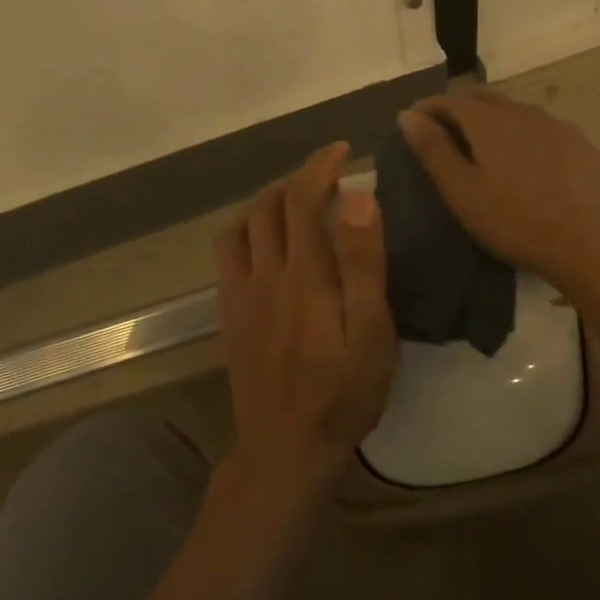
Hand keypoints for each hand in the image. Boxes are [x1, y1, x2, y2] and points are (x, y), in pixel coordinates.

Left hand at [215, 142, 397, 500]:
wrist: (287, 448)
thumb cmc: (343, 393)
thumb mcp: (371, 331)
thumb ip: (363, 262)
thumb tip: (358, 196)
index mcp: (304, 273)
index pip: (303, 197)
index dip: (319, 165)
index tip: (342, 151)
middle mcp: (265, 274)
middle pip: (268, 206)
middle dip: (296, 179)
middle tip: (327, 177)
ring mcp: (241, 296)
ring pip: (241, 227)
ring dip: (266, 202)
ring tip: (294, 203)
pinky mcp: (230, 318)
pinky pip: (227, 257)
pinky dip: (244, 232)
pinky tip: (263, 245)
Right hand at [397, 91, 599, 290]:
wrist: (591, 242)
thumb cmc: (515, 221)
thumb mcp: (462, 192)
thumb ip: (433, 150)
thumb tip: (408, 114)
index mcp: (489, 122)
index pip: (451, 100)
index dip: (428, 107)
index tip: (412, 120)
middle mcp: (523, 112)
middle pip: (484, 99)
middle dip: (459, 108)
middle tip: (443, 129)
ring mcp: (557, 126)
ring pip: (515, 111)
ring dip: (493, 119)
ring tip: (483, 144)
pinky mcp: (581, 144)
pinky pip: (542, 128)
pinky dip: (523, 134)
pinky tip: (527, 158)